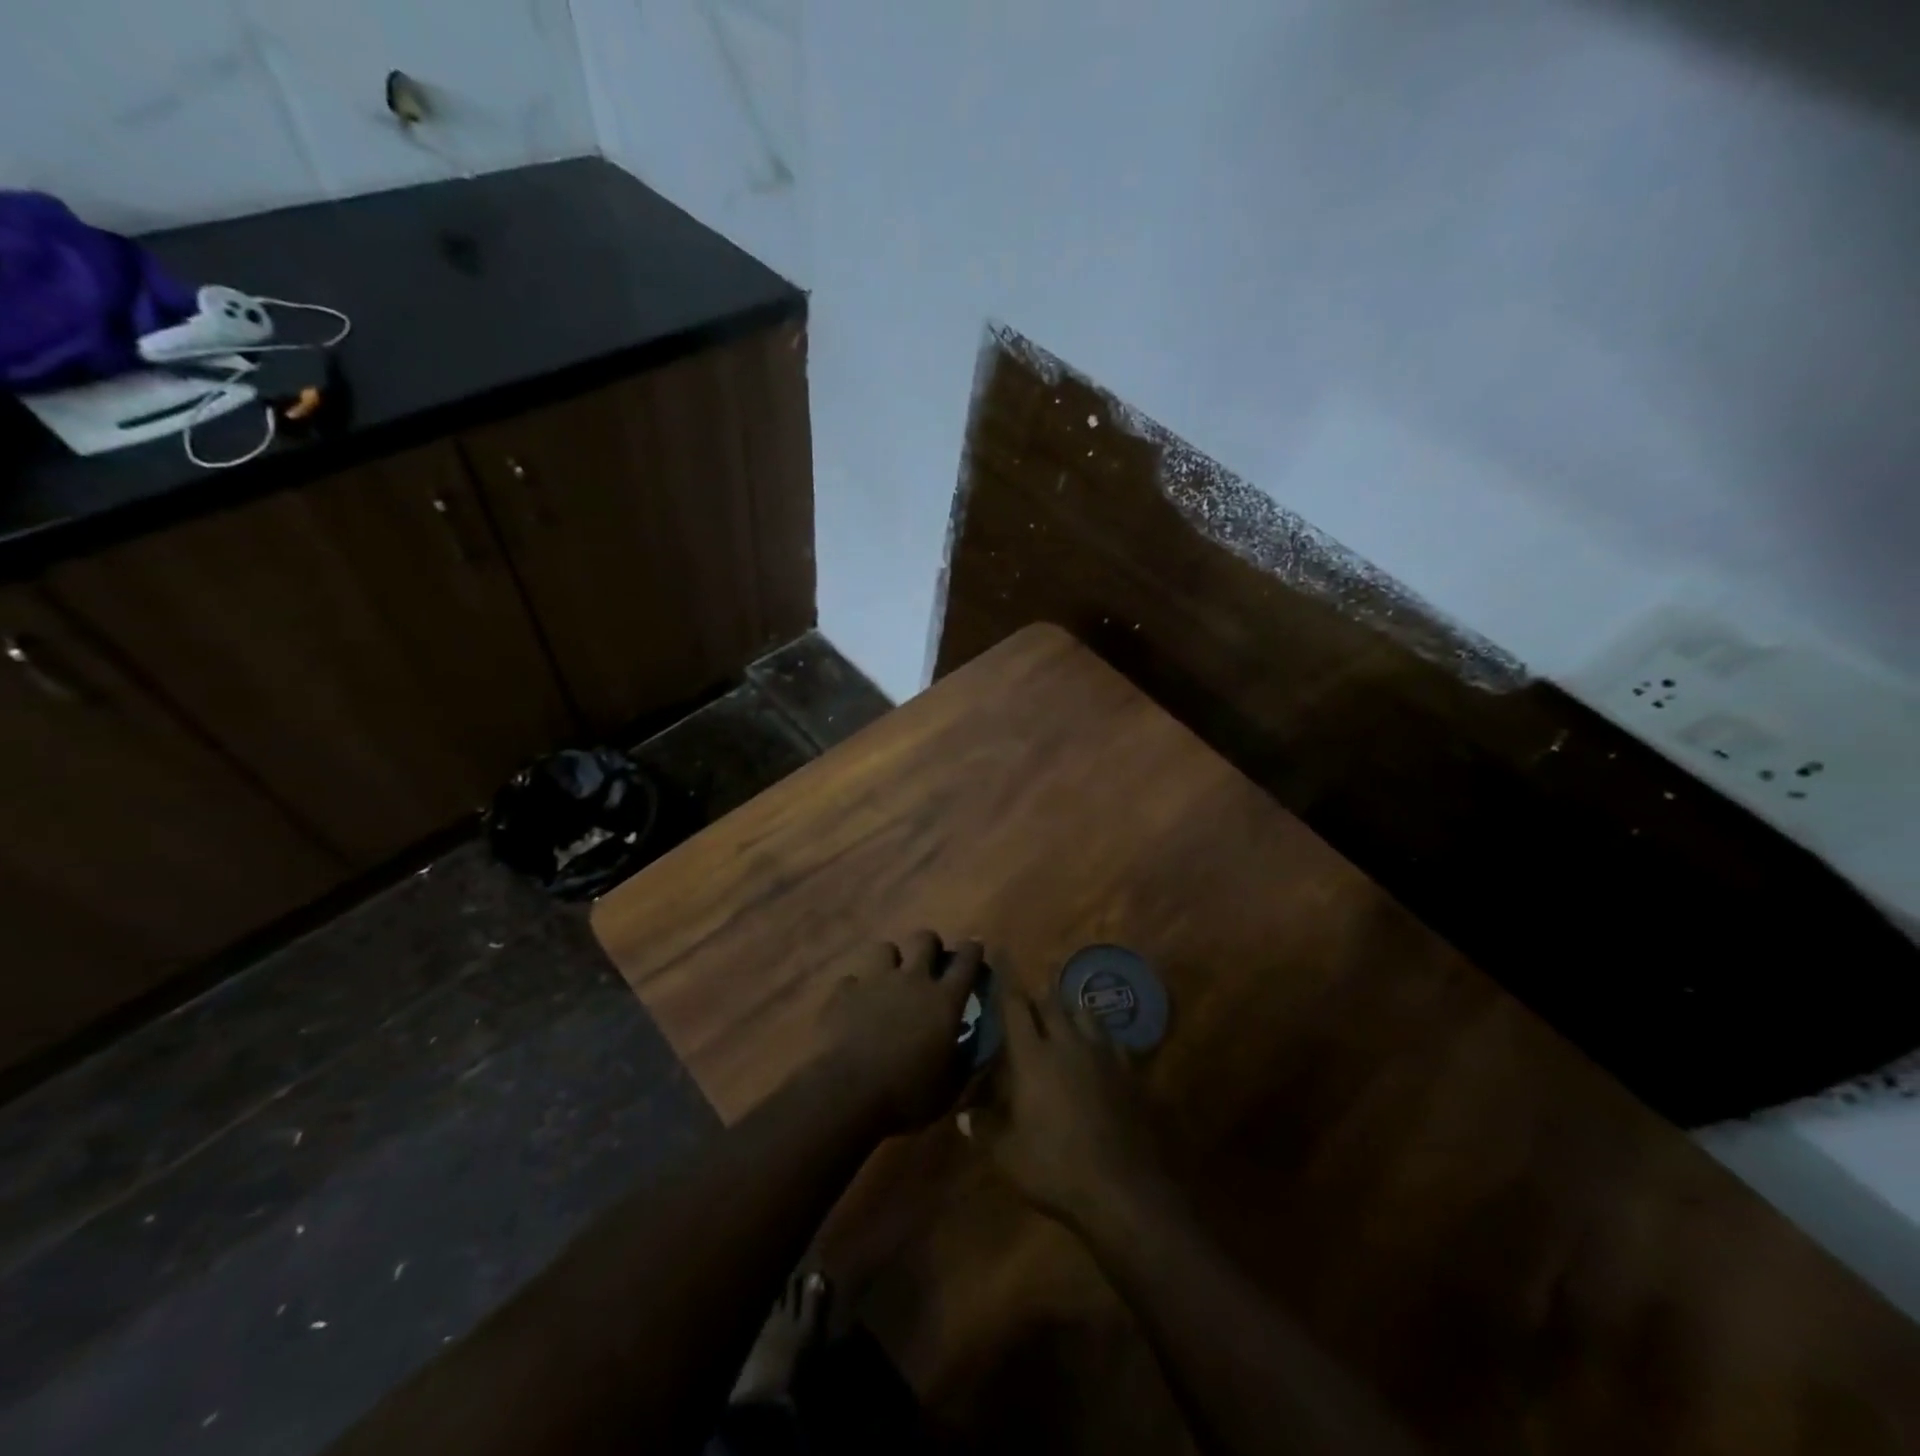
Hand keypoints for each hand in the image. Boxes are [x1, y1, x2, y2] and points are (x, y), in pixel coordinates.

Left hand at [815, 932, 983, 1136]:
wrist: (848, 1093)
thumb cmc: (908, 1093)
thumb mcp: (949, 1087)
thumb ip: (962, 1062)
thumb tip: (969, 1050)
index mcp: (944, 1001)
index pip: (966, 961)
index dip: (972, 950)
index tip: (974, 947)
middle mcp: (912, 980)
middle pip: (924, 940)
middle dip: (929, 945)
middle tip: (929, 962)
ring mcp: (875, 981)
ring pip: (885, 948)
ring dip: (890, 961)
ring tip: (888, 980)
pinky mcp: (844, 992)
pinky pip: (851, 980)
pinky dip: (855, 990)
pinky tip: (854, 1006)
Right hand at [964, 972, 1158, 1228]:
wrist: (1122, 1187)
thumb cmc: (1054, 1167)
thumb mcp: (1006, 1155)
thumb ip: (983, 1129)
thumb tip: (963, 1113)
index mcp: (1032, 1057)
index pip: (1016, 1006)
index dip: (1007, 978)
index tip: (1002, 952)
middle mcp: (1067, 1044)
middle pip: (1052, 1003)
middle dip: (1041, 988)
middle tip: (1034, 977)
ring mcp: (1101, 1056)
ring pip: (1085, 1015)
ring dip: (1071, 1006)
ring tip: (1065, 1006)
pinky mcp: (1128, 1074)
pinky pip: (1112, 1040)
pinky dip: (1100, 1034)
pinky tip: (1100, 1042)